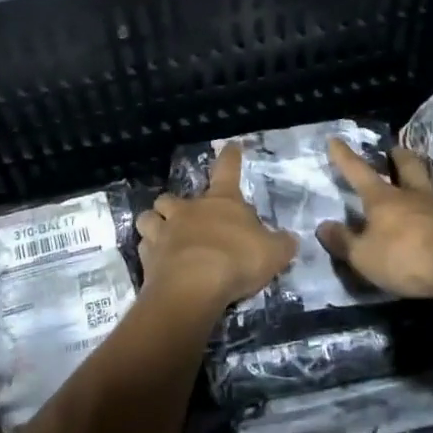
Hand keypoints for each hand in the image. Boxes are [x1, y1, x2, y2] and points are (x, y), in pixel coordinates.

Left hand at [135, 144, 296, 310]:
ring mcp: (163, 231)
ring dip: (154, 223)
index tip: (231, 146)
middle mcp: (188, 210)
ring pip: (149, 217)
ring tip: (161, 235)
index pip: (227, 170)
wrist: (193, 286)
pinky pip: (144, 247)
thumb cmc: (236, 260)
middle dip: (175, 204)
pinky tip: (158, 263)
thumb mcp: (273, 253)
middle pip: (172, 197)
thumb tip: (289, 239)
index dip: (230, 157)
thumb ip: (281, 244)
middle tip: (183, 217)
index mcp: (221, 202)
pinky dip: (150, 252)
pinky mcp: (147, 256)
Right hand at [316, 139, 432, 299]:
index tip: (335, 139)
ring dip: (423, 180)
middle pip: (407, 166)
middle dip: (398, 157)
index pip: (358, 172)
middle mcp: (413, 195)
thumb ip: (344, 242)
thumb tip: (323, 226)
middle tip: (395, 151)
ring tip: (419, 185)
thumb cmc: (407, 256)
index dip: (344, 157)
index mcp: (383, 199)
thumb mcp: (365, 256)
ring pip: (430, 185)